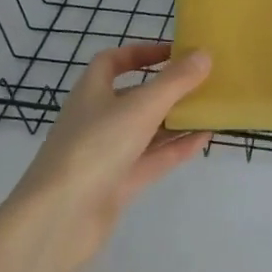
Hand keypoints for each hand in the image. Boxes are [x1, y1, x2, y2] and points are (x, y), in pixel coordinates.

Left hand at [3, 44, 213, 271]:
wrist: (60, 219)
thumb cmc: (95, 147)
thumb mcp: (140, 107)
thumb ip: (175, 81)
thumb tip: (204, 54)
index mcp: (91, 92)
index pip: (113, 61)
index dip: (141, 52)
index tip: (174, 53)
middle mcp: (97, 119)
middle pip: (135, 96)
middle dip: (167, 89)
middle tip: (203, 81)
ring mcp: (107, 154)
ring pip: (146, 130)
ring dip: (176, 119)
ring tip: (211, 109)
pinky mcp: (118, 185)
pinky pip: (152, 159)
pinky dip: (176, 148)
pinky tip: (204, 139)